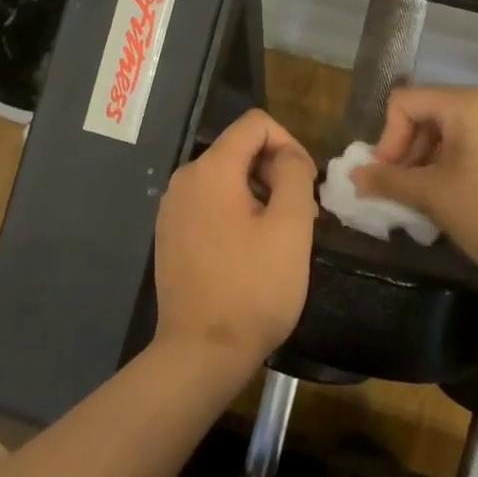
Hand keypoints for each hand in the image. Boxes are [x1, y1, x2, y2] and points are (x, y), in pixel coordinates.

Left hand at [152, 109, 317, 374]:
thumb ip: (294, 175)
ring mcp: (172, 208)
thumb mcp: (291, 227)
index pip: (255, 124)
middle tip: (301, 218)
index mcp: (210, 169)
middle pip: (239, 150)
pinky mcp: (170, 234)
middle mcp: (184, 179)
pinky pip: (210, 204)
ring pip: (226, 179)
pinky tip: (251, 252)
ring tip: (280, 239)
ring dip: (259, 195)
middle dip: (275, 172)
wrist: (201, 352)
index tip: (306, 184)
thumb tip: (287, 156)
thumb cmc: (253, 288)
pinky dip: (236, 213)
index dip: (289, 143)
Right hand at [353, 86, 477, 290]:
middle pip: (429, 112)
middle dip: (407, 149)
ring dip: (429, 159)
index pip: (404, 102)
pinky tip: (458, 198)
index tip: (387, 176)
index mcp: (467, 105)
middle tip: (401, 189)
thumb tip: (354, 175)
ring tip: (426, 198)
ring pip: (453, 130)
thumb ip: (387, 179)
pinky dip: (457, 163)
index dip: (387, 138)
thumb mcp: (431, 196)